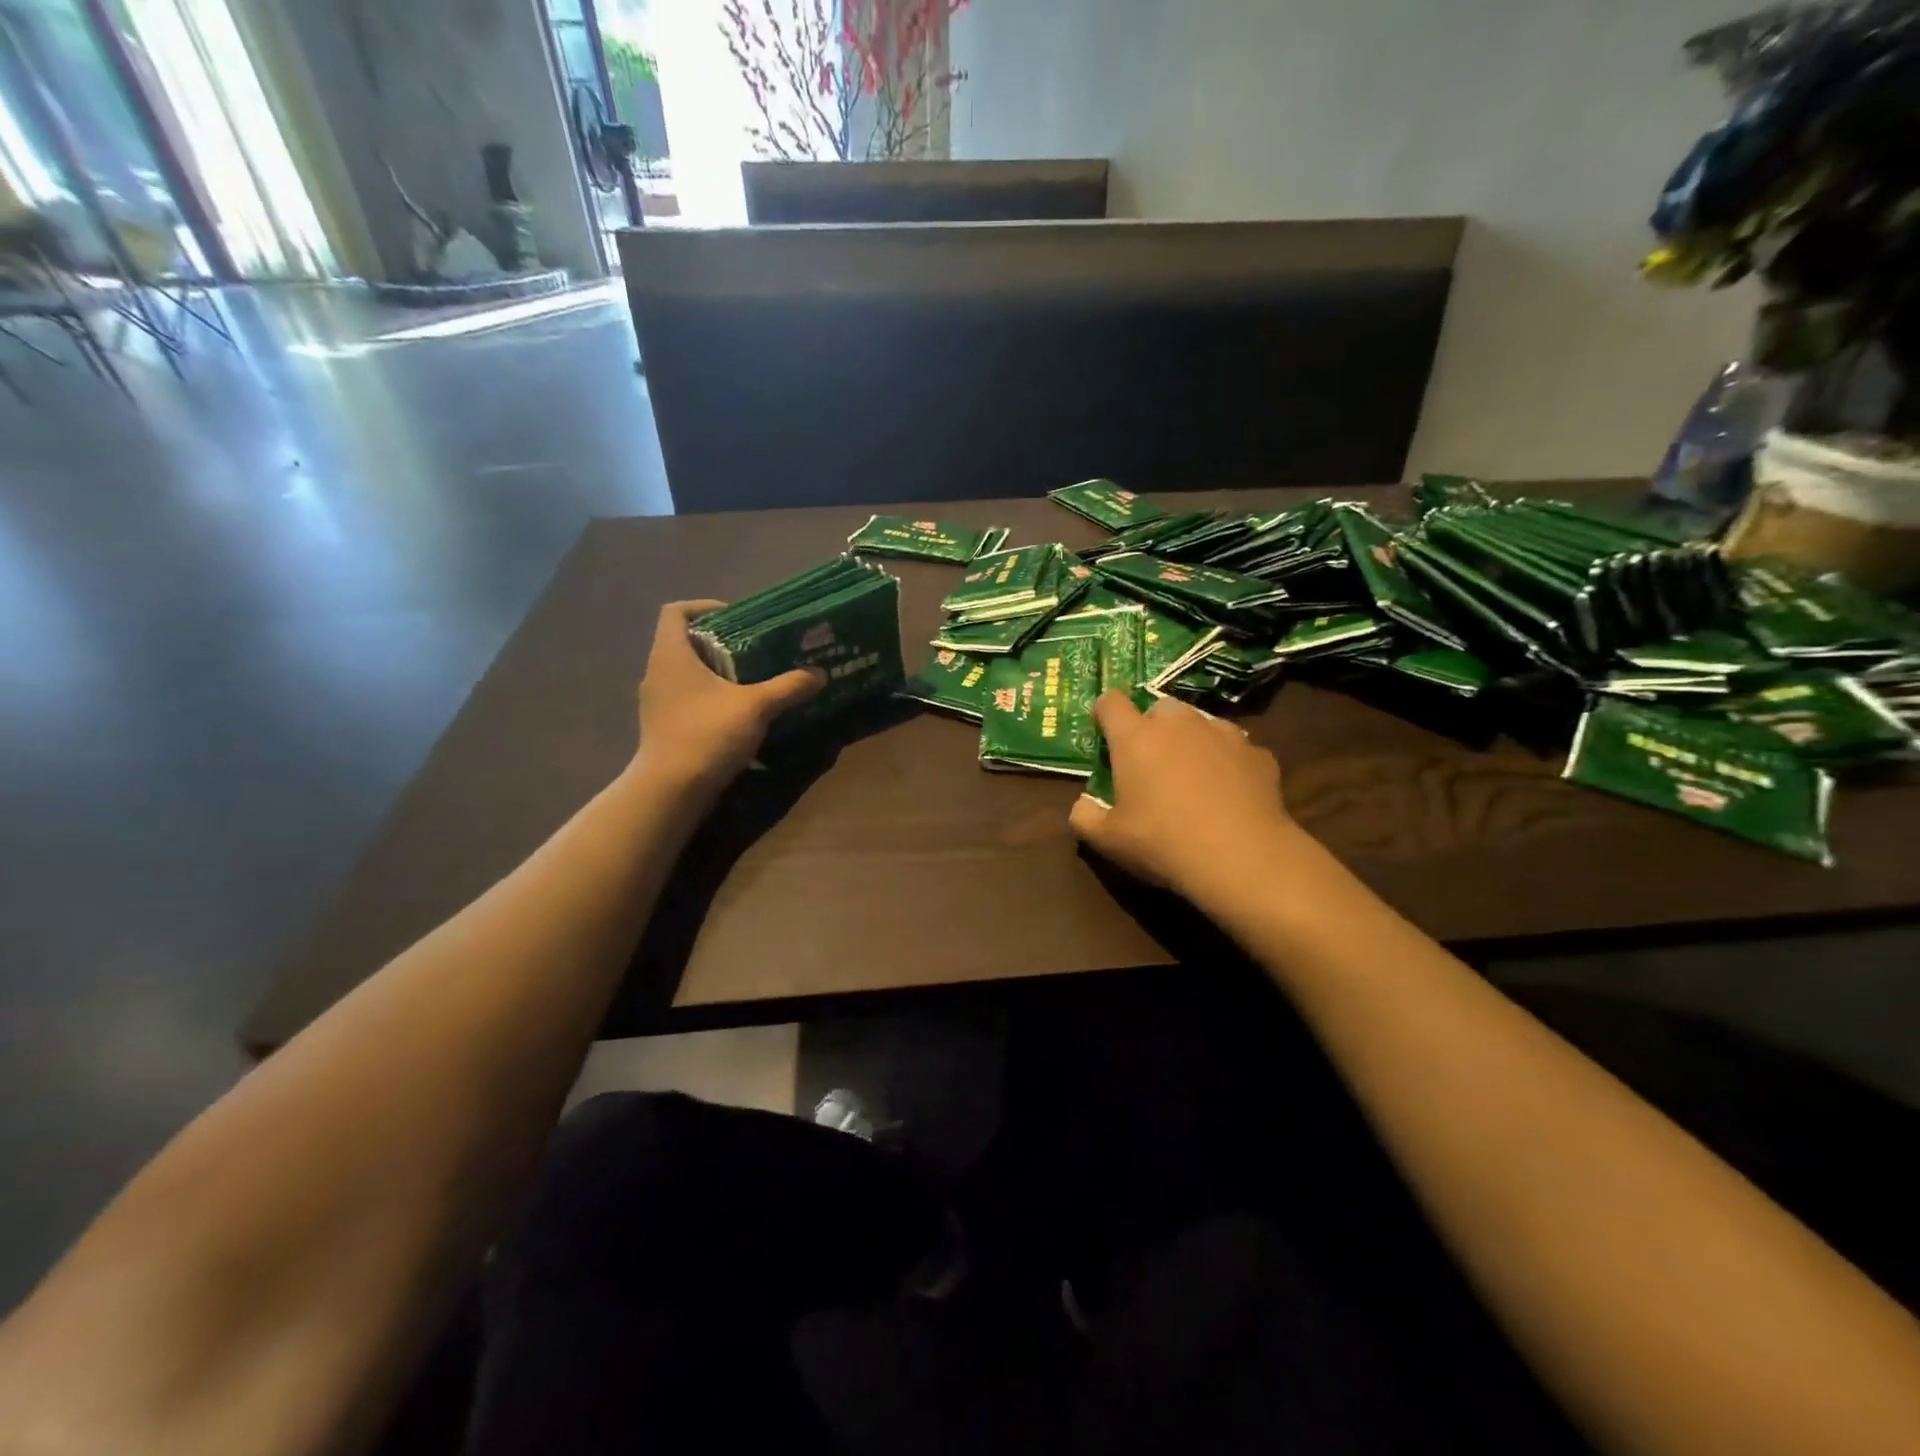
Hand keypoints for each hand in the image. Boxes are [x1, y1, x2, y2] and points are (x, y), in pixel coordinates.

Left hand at [632, 600, 823, 794]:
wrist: (671, 790)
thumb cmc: (708, 734)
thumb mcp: (756, 707)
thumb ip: (788, 687)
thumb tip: (819, 674)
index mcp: (671, 654)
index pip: (675, 612)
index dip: (704, 607)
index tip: (737, 619)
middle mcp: (656, 672)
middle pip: (683, 642)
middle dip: (719, 643)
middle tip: (754, 651)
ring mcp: (655, 702)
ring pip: (685, 674)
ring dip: (715, 673)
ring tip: (750, 683)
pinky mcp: (661, 727)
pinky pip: (685, 700)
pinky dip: (708, 699)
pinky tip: (736, 715)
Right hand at [1070, 691, 1305, 901]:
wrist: (1242, 857)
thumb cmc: (1163, 842)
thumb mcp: (1108, 840)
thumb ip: (1085, 817)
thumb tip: (1082, 805)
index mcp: (1136, 737)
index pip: (1111, 703)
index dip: (1104, 714)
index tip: (1104, 734)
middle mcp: (1179, 724)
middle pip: (1159, 707)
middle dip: (1152, 727)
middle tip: (1150, 762)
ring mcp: (1222, 733)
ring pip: (1200, 723)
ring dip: (1191, 740)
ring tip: (1192, 776)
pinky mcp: (1258, 753)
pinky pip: (1234, 749)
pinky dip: (1226, 762)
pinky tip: (1228, 793)